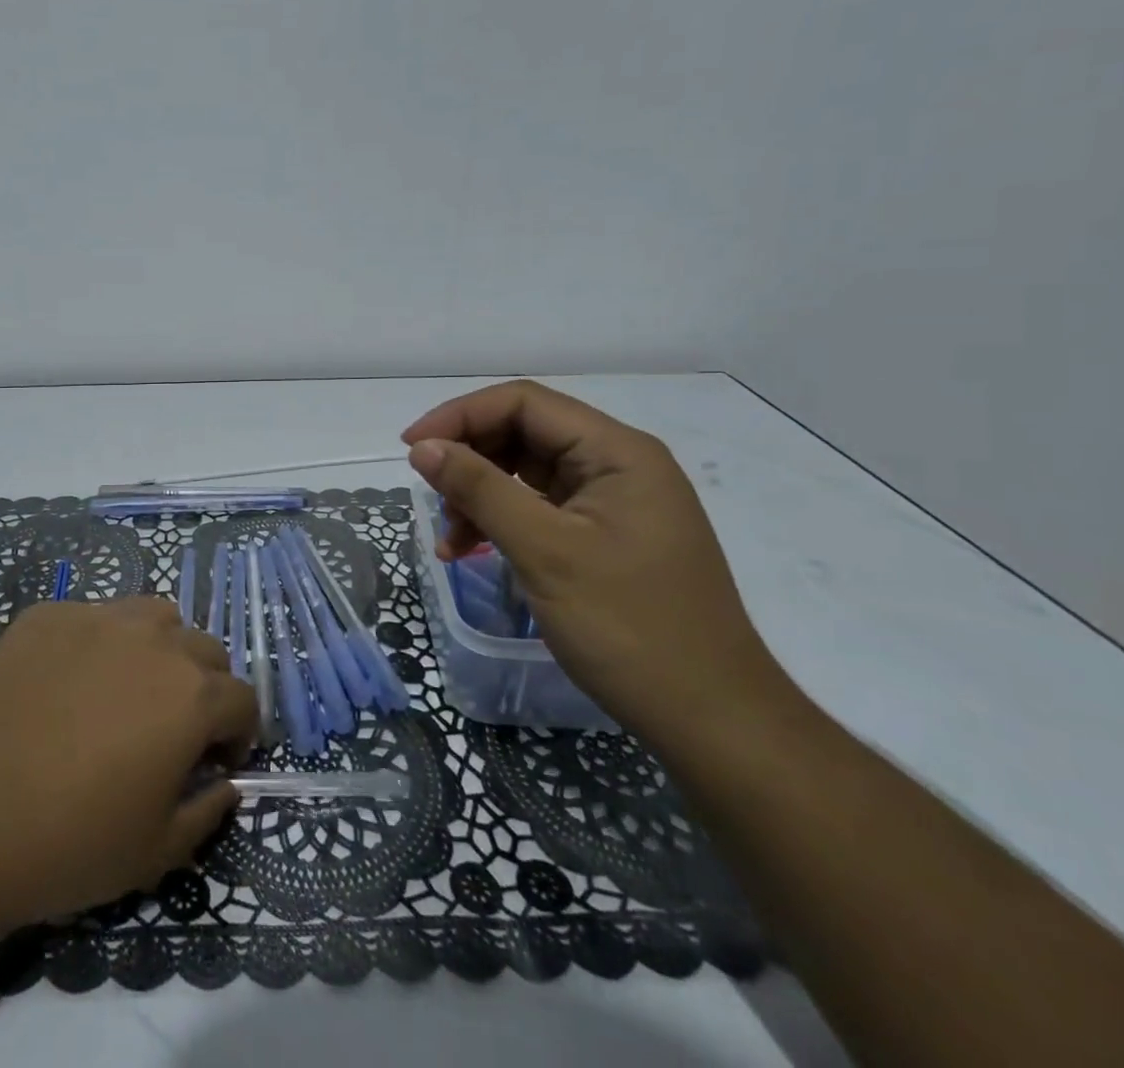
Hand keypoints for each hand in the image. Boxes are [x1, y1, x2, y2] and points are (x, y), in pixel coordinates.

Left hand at [0, 597, 256, 933]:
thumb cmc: (70, 842)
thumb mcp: (157, 852)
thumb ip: (208, 811)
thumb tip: (225, 784)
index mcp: (192, 696)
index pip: (243, 698)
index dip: (240, 734)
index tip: (219, 762)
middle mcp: (155, 641)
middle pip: (205, 649)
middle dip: (204, 688)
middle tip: (175, 728)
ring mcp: (98, 618)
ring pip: (154, 617)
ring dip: (159, 648)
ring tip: (129, 688)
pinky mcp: (48, 614)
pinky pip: (92, 617)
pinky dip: (98, 643)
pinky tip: (66, 683)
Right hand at [404, 380, 791, 742]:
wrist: (712, 720)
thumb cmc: (631, 628)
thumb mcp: (544, 551)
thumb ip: (480, 489)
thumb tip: (422, 447)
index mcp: (616, 452)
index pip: (524, 403)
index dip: (460, 415)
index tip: (411, 448)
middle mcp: (617, 464)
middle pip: (523, 433)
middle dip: (468, 459)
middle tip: (428, 495)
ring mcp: (612, 501)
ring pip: (525, 472)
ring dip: (479, 495)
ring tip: (449, 539)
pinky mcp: (604, 535)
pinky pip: (538, 508)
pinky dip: (500, 522)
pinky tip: (470, 552)